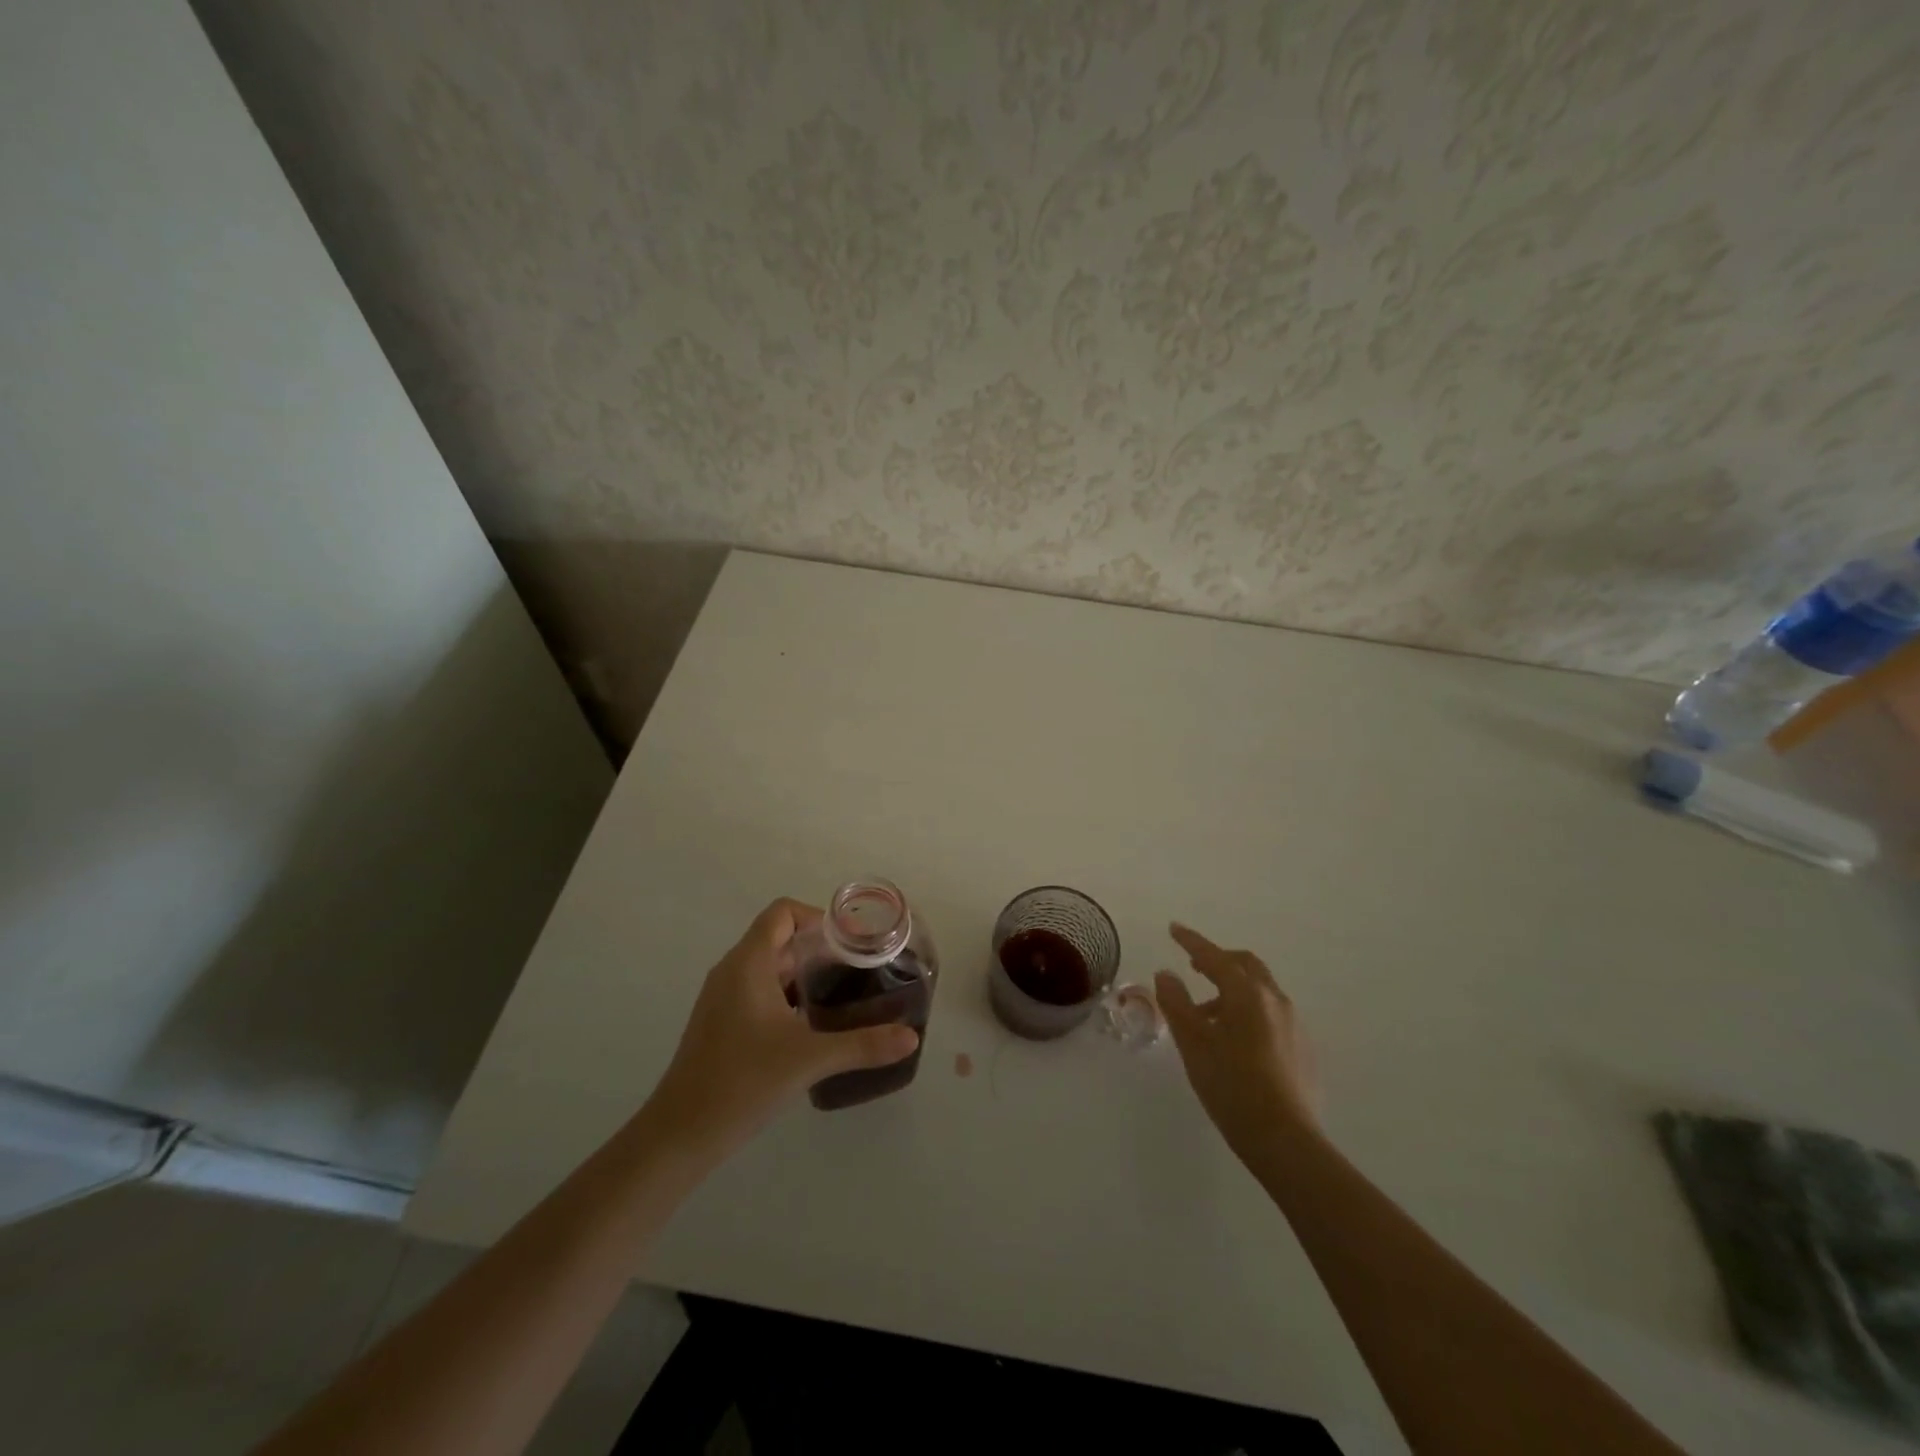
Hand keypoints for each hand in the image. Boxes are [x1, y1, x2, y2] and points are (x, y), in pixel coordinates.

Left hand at [644, 899, 918, 1159]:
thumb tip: (911, 1037)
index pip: (783, 912)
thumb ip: (863, 1044)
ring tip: (842, 996)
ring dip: (804, 974)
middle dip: (819, 949)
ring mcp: (723, 998)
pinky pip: (759, 991)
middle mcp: (732, 971)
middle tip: (858, 970)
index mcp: (748, 964)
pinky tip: (812, 1025)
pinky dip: (787, 996)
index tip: (850, 944)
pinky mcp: (721, 1023)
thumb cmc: (742, 1082)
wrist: (680, 1135)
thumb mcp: (809, 1059)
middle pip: (779, 938)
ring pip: (769, 967)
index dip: (818, 918)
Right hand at [1155, 923, 1318, 1163]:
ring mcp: (1294, 1025)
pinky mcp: (1303, 1049)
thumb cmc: (1232, 1086)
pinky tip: (1235, 1041)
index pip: (1215, 956)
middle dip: (1219, 960)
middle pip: (1245, 965)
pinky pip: (1271, 1014)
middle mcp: (1275, 1000)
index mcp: (1247, 994)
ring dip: (1232, 989)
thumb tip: (1166, 974)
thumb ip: (1176, 1003)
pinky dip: (1248, 1011)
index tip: (1173, 929)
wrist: (1286, 1141)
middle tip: (1195, 966)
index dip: (1192, 941)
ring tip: (1207, 1015)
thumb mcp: (1193, 1043)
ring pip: (1260, 991)